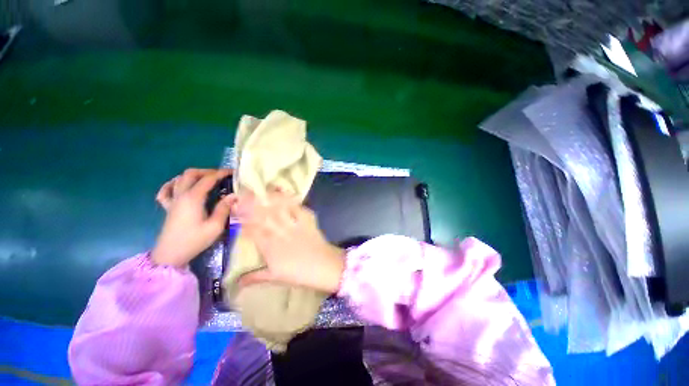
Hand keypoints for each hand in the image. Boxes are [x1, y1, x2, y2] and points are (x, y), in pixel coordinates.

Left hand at [151, 168, 236, 266]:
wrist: (170, 255)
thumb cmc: (194, 241)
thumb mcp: (215, 226)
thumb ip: (224, 208)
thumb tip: (234, 195)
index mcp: (193, 198)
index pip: (208, 179)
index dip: (221, 173)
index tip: (233, 172)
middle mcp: (181, 195)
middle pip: (191, 174)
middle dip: (208, 171)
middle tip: (221, 175)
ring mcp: (172, 200)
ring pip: (179, 179)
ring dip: (194, 175)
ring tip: (207, 179)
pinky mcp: (168, 207)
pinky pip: (166, 191)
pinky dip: (173, 184)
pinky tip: (179, 185)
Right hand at [237, 192, 345, 292]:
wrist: (324, 267)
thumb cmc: (300, 274)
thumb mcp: (276, 278)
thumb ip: (255, 277)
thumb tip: (237, 282)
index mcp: (270, 248)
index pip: (252, 231)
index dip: (243, 220)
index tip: (235, 210)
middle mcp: (280, 234)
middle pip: (263, 217)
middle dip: (252, 205)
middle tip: (243, 194)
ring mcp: (294, 225)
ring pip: (278, 210)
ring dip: (268, 200)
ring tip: (260, 191)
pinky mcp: (307, 221)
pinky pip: (297, 208)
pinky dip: (290, 200)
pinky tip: (284, 192)